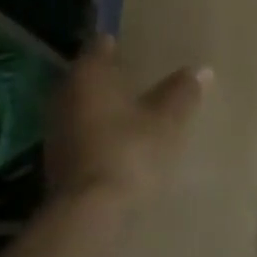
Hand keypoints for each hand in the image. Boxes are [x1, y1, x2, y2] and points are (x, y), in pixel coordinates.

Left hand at [45, 35, 210, 206]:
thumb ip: (182, 93)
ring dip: (102, 108)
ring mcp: (56, 129)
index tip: (133, 45)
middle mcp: (64, 95)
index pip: (100, 46)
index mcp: (88, 75)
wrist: (91, 212)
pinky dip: (97, 134)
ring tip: (131, 111)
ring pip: (82, 107)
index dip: (116, 44)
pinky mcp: (56, 160)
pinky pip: (81, 135)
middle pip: (88, 77)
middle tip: (137, 76)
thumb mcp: (166, 121)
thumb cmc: (130, 152)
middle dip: (110, 77)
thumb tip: (201, 69)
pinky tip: (118, 143)